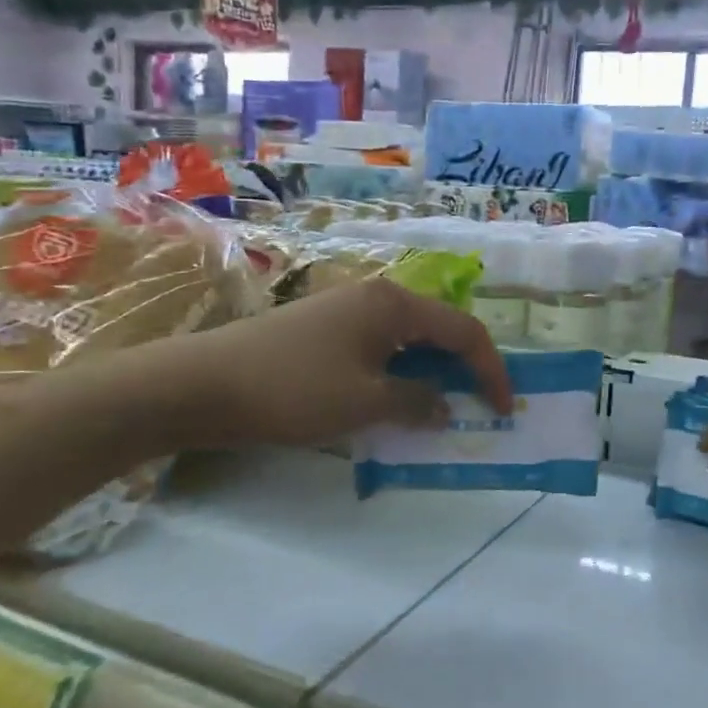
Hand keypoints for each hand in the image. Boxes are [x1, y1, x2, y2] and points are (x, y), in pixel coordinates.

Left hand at [149, 279, 512, 449]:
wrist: (201, 384)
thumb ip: (416, 402)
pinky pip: (379, 350)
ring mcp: (346, 311)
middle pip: (438, 331)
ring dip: (430, 375)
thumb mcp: (365, 402)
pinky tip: (393, 402)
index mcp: (395, 304)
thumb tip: (445, 406)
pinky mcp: (323, 331)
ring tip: (440, 410)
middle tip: (478, 408)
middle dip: (463, 370)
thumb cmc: (294, 389)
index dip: (491, 370)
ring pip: (408, 342)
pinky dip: (398, 375)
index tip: (505, 408)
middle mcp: (376, 297)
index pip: (464, 331)